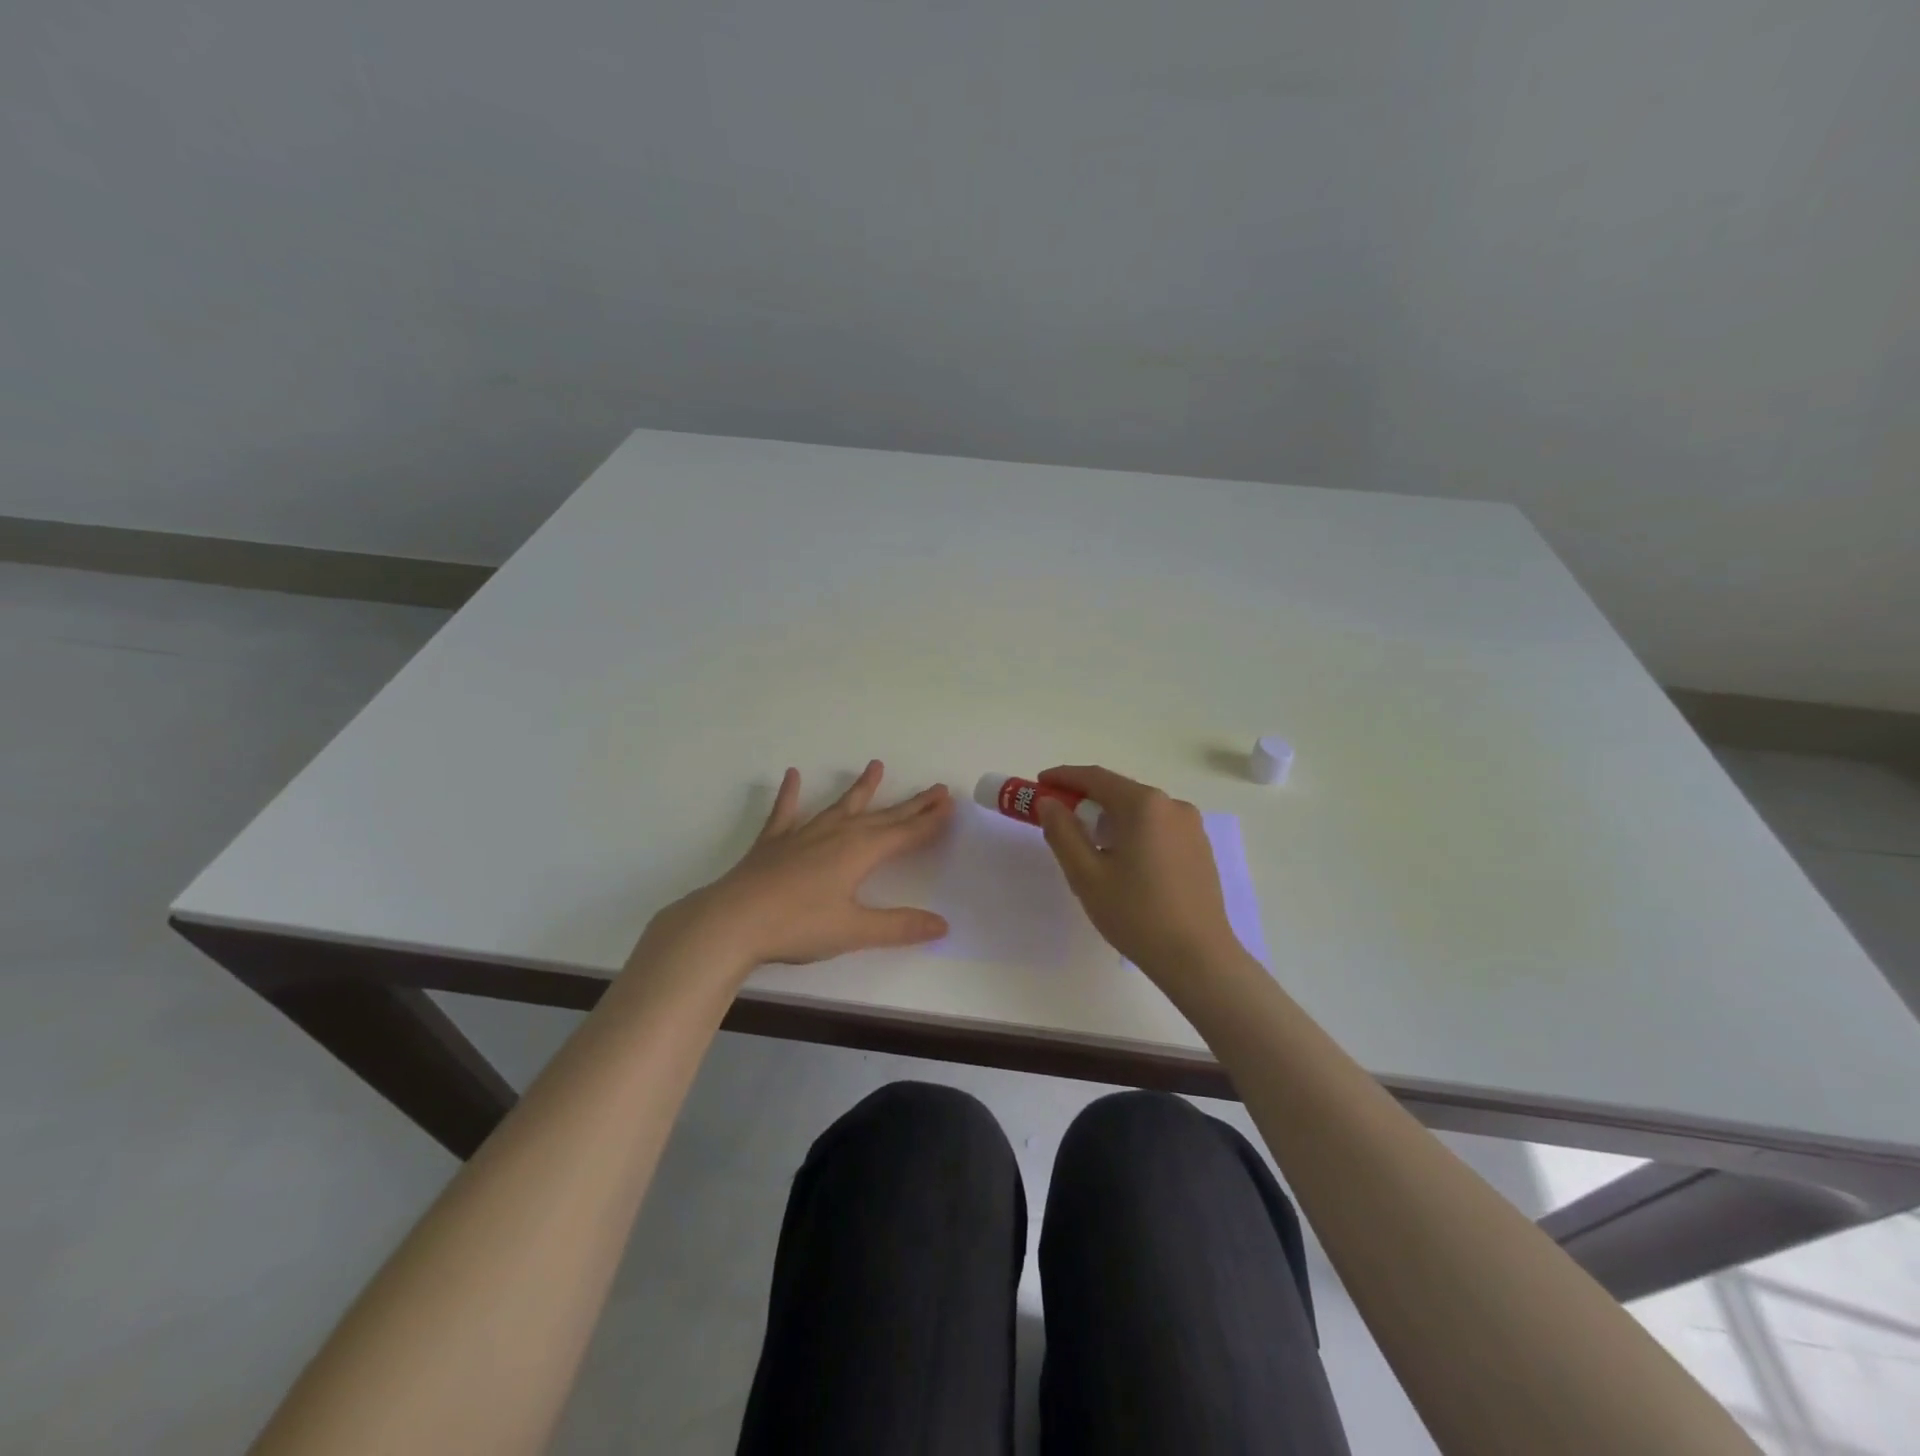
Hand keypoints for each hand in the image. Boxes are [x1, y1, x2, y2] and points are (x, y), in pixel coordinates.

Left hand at [648, 760, 953, 974]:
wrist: (732, 921)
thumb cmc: (798, 926)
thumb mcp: (854, 930)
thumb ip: (899, 927)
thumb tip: (943, 924)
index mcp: (859, 852)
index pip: (904, 834)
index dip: (929, 822)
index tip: (949, 805)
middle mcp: (836, 834)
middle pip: (882, 816)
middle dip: (911, 805)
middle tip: (936, 789)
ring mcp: (803, 834)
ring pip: (840, 806)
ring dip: (861, 789)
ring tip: (876, 766)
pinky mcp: (774, 842)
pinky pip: (785, 812)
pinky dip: (790, 794)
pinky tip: (791, 776)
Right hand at [1036, 764, 1241, 982]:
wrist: (1198, 959)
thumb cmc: (1136, 914)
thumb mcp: (1086, 875)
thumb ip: (1062, 832)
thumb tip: (1048, 803)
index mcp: (1144, 805)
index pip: (1095, 777)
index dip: (1063, 777)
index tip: (1039, 784)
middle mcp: (1172, 805)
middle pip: (1119, 792)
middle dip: (1085, 800)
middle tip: (1059, 820)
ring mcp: (1191, 827)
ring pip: (1139, 811)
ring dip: (1110, 819)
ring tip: (1090, 848)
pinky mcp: (1200, 848)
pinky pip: (1157, 828)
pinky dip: (1133, 833)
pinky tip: (1124, 863)